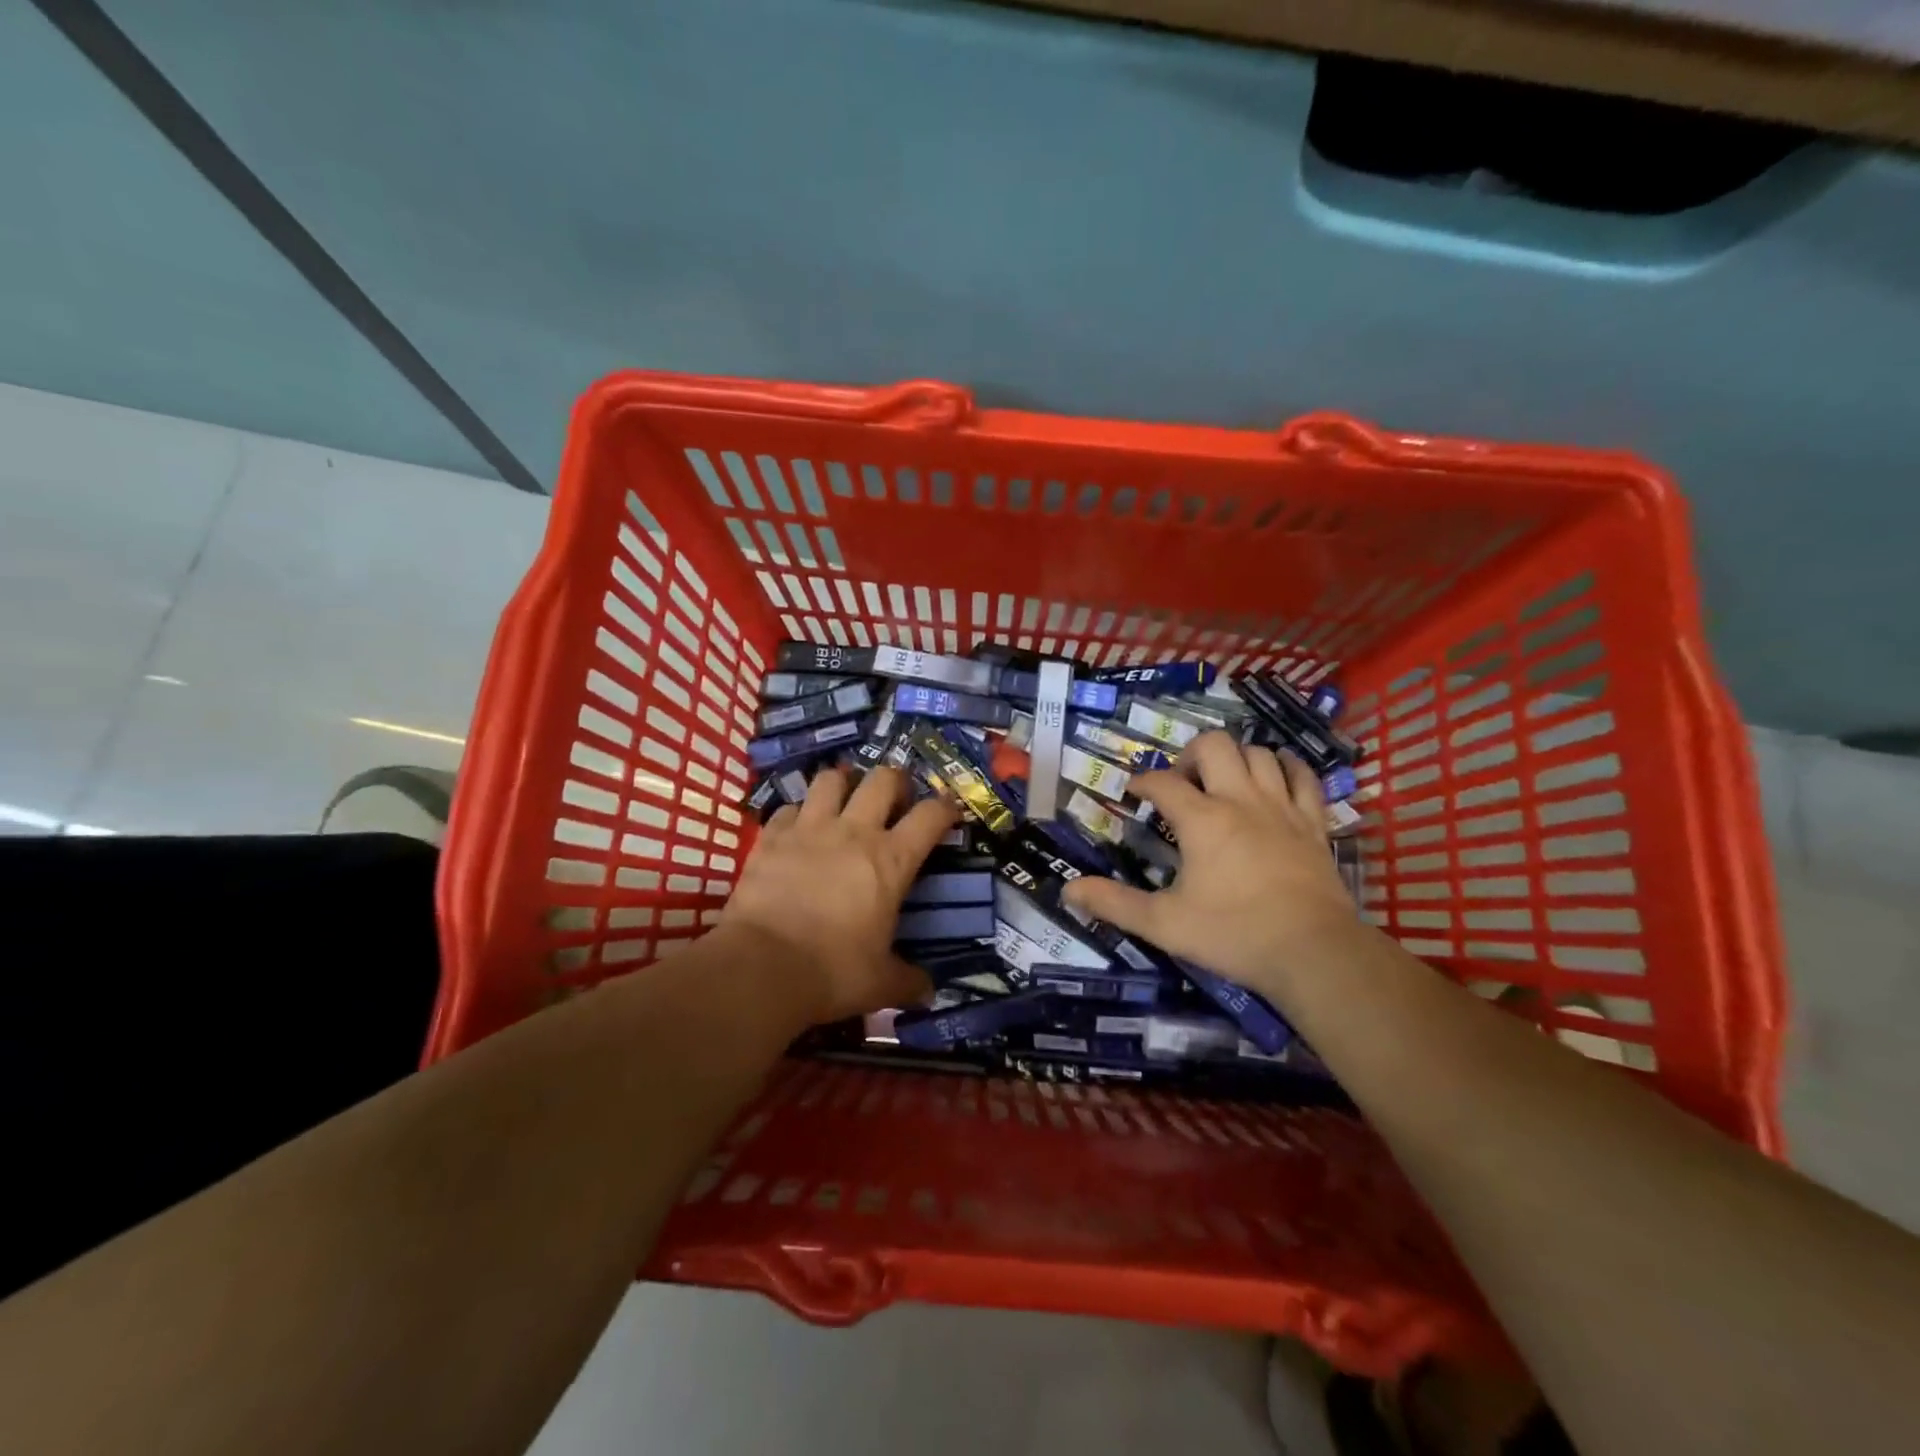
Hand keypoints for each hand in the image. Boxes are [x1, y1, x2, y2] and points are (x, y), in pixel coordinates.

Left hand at [721, 767, 958, 1023]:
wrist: (761, 967)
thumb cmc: (832, 971)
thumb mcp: (880, 983)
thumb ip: (908, 981)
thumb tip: (928, 991)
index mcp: (891, 860)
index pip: (931, 815)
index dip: (946, 808)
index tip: (949, 812)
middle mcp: (854, 832)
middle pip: (883, 778)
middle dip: (895, 782)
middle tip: (894, 801)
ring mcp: (809, 829)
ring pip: (831, 779)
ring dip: (842, 785)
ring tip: (843, 802)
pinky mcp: (771, 837)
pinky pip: (787, 808)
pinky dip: (796, 815)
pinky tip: (796, 832)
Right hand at [1060, 731, 1360, 1002]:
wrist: (1314, 953)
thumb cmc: (1234, 935)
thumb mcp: (1164, 924)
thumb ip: (1114, 903)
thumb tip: (1068, 890)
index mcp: (1202, 820)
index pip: (1162, 782)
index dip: (1142, 782)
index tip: (1133, 794)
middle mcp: (1241, 800)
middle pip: (1214, 746)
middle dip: (1190, 755)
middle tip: (1182, 784)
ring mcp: (1282, 808)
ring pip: (1259, 754)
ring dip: (1236, 759)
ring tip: (1223, 782)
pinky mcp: (1313, 823)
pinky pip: (1304, 777)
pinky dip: (1287, 768)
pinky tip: (1276, 777)